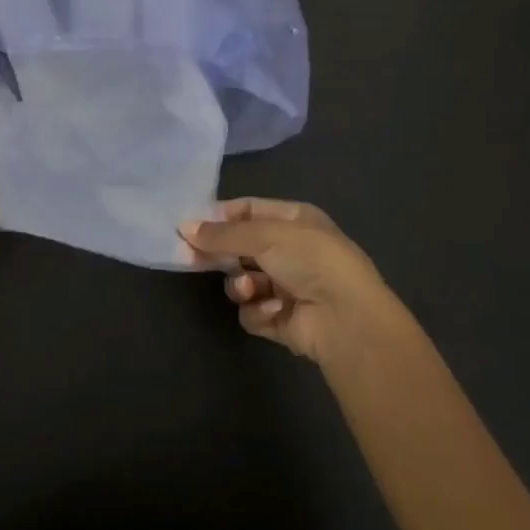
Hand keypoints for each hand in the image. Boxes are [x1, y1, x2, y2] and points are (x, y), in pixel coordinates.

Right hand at [181, 198, 407, 366]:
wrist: (346, 318)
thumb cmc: (310, 260)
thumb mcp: (264, 235)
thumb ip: (221, 233)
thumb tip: (183, 227)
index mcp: (295, 220)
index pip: (248, 210)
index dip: (219, 217)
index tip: (189, 225)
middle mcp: (292, 251)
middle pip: (242, 247)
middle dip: (221, 254)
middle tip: (191, 258)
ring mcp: (288, 287)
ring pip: (243, 281)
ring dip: (241, 286)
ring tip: (249, 290)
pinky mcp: (282, 319)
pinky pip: (253, 311)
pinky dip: (258, 311)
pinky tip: (273, 311)